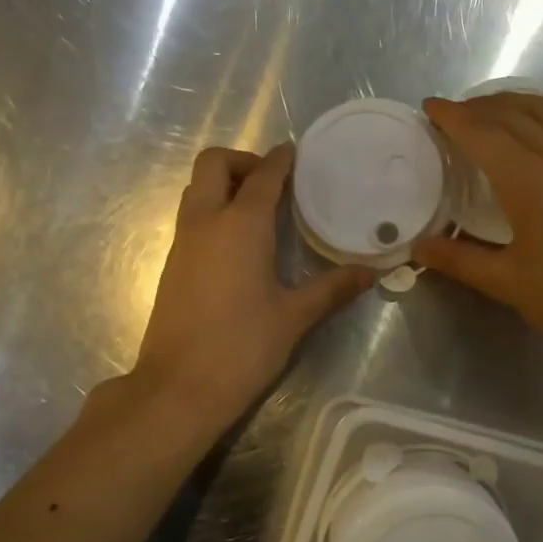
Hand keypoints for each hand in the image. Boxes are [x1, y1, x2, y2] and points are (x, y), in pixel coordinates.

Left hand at [121, 144, 372, 438]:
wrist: (179, 388)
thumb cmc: (242, 348)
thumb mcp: (294, 317)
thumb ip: (332, 289)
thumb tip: (370, 273)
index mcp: (241, 225)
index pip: (263, 175)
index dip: (281, 160)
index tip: (296, 154)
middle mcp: (205, 222)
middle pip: (213, 164)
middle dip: (242, 160)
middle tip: (272, 182)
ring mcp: (182, 243)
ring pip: (196, 190)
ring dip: (223, 185)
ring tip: (259, 210)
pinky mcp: (172, 266)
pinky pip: (191, 218)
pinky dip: (212, 210)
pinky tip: (238, 244)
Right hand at [413, 94, 542, 364]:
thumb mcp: (508, 282)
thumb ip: (461, 260)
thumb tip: (420, 248)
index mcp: (528, 179)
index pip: (481, 133)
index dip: (452, 117)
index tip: (429, 106)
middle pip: (512, 112)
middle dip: (477, 106)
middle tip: (452, 114)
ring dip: (512, 103)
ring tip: (490, 113)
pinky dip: (541, 114)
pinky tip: (536, 133)